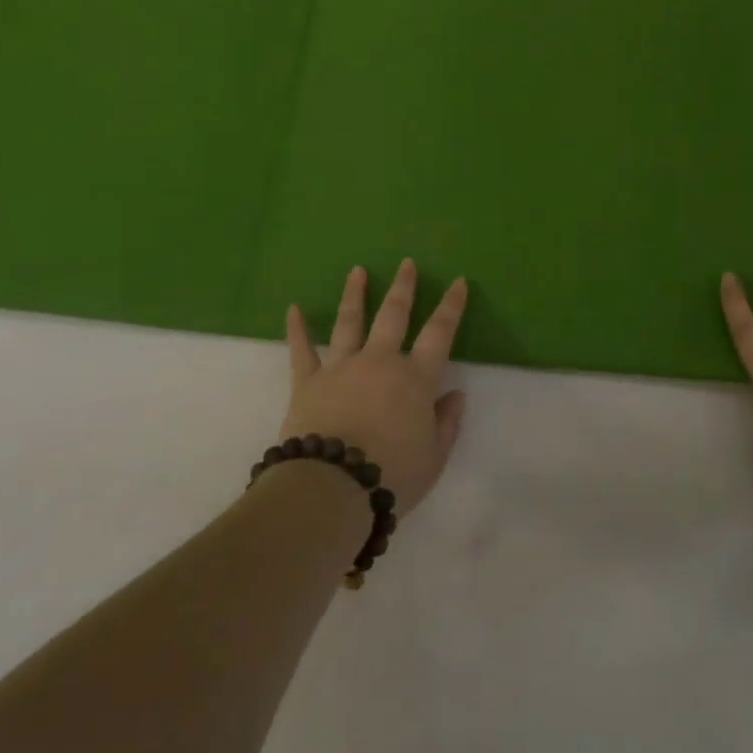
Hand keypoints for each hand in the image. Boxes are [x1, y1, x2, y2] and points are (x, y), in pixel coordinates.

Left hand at [281, 260, 468, 513]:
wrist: (332, 488)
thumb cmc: (391, 475)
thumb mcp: (433, 458)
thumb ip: (446, 423)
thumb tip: (455, 395)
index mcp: (415, 378)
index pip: (440, 333)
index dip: (451, 306)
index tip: (458, 281)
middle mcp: (380, 362)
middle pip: (394, 315)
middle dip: (403, 288)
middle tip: (406, 263)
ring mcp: (341, 367)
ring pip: (350, 322)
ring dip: (354, 294)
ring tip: (357, 271)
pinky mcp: (308, 381)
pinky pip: (301, 350)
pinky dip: (297, 329)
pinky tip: (293, 309)